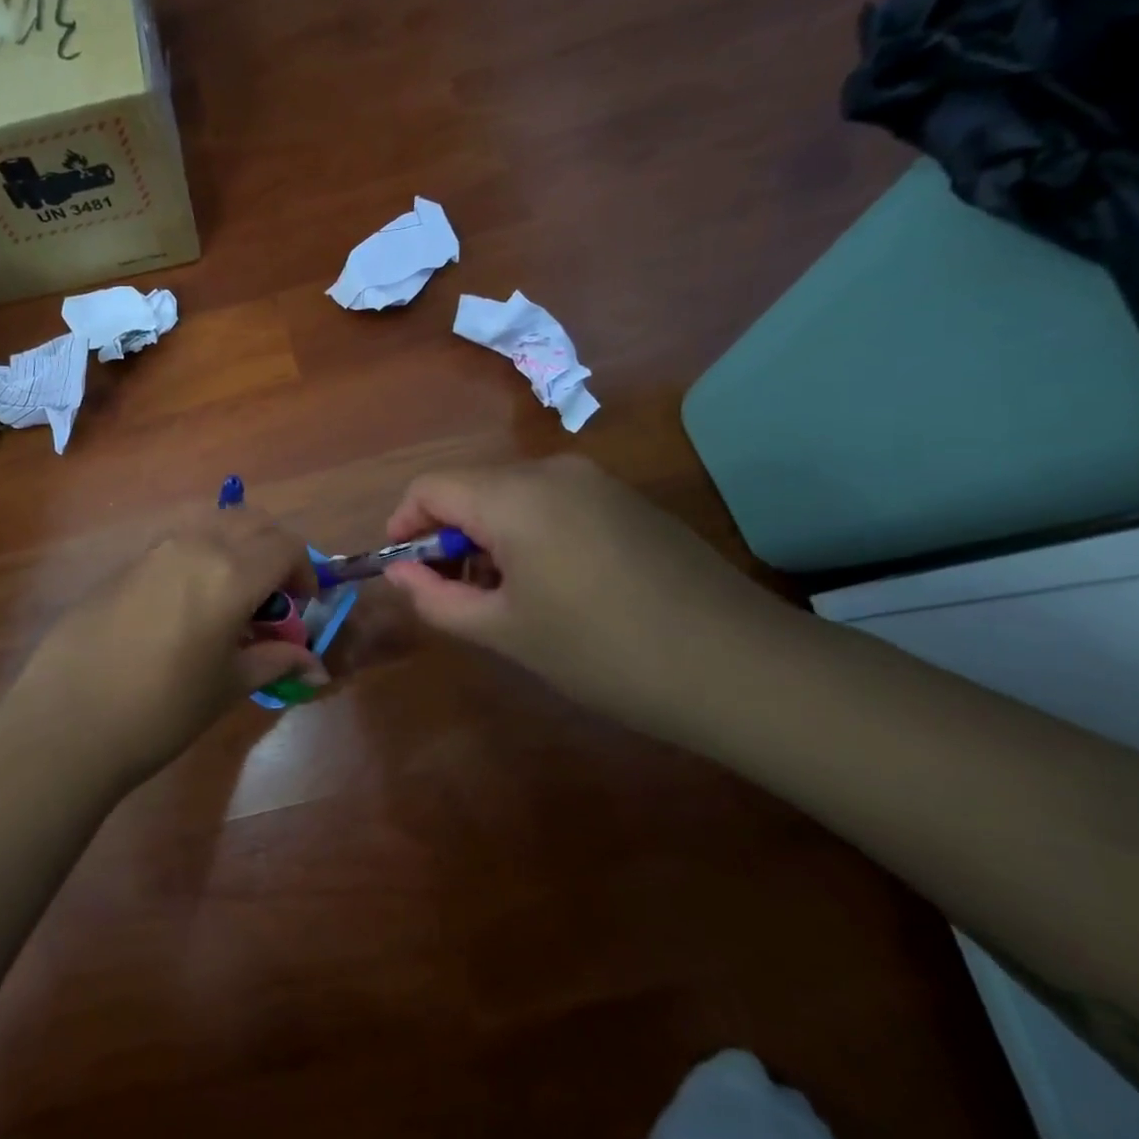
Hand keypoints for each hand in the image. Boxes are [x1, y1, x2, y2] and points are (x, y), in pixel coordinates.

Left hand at [2, 509, 326, 791]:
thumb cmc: (162, 709)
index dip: (304, 571)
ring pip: (212, 523)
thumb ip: (274, 661)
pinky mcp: (124, 563)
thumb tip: (315, 666)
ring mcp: (154, 549)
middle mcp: (195, 545)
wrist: (68, 719)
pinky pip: (177, 542)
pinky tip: (187, 604)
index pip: (286, 546)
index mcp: (231, 573)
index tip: (302, 606)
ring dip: (236, 546)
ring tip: (231, 597)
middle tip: (273, 596)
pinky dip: (200, 555)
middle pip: (252, 521)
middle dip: (274, 550)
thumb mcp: (228, 686)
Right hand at [382, 456, 796, 736]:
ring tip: (503, 599)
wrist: (739, 666)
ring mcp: (597, 483)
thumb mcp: (504, 632)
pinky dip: (528, 535)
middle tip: (455, 595)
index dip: (404, 525)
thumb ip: (436, 598)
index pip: (430, 487)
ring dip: (487, 539)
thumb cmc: (603, 651)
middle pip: (471, 489)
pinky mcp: (627, 502)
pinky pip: (553, 504)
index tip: (406, 572)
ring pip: (511, 497)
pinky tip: (554, 587)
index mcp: (515, 497)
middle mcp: (553, 472)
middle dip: (448, 537)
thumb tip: (399, 573)